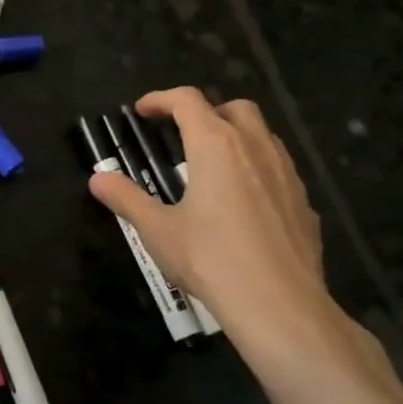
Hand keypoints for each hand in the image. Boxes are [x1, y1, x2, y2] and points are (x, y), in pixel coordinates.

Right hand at [89, 89, 360, 374]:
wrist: (279, 304)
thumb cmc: (210, 259)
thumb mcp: (157, 230)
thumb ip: (127, 199)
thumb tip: (98, 179)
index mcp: (215, 146)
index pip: (188, 101)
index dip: (161, 99)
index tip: (142, 112)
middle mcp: (255, 148)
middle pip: (235, 108)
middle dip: (207, 112)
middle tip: (183, 135)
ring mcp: (287, 175)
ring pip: (264, 136)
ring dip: (237, 137)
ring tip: (213, 166)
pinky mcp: (304, 203)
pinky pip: (280, 170)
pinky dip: (258, 170)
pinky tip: (244, 204)